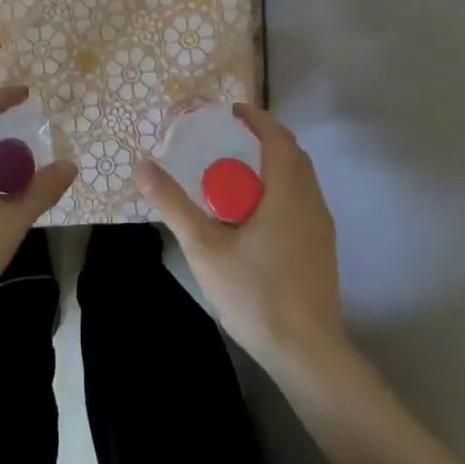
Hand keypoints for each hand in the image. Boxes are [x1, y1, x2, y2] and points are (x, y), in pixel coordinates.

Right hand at [138, 104, 349, 372]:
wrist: (306, 352)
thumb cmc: (254, 293)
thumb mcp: (203, 246)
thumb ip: (173, 204)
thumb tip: (143, 166)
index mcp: (288, 193)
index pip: (278, 138)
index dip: (256, 119)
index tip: (230, 111)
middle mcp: (312, 203)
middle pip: (292, 156)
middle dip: (263, 141)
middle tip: (227, 140)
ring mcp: (321, 228)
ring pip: (300, 181)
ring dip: (272, 167)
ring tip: (234, 175)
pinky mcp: (321, 250)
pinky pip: (301, 202)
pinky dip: (279, 190)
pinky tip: (252, 216)